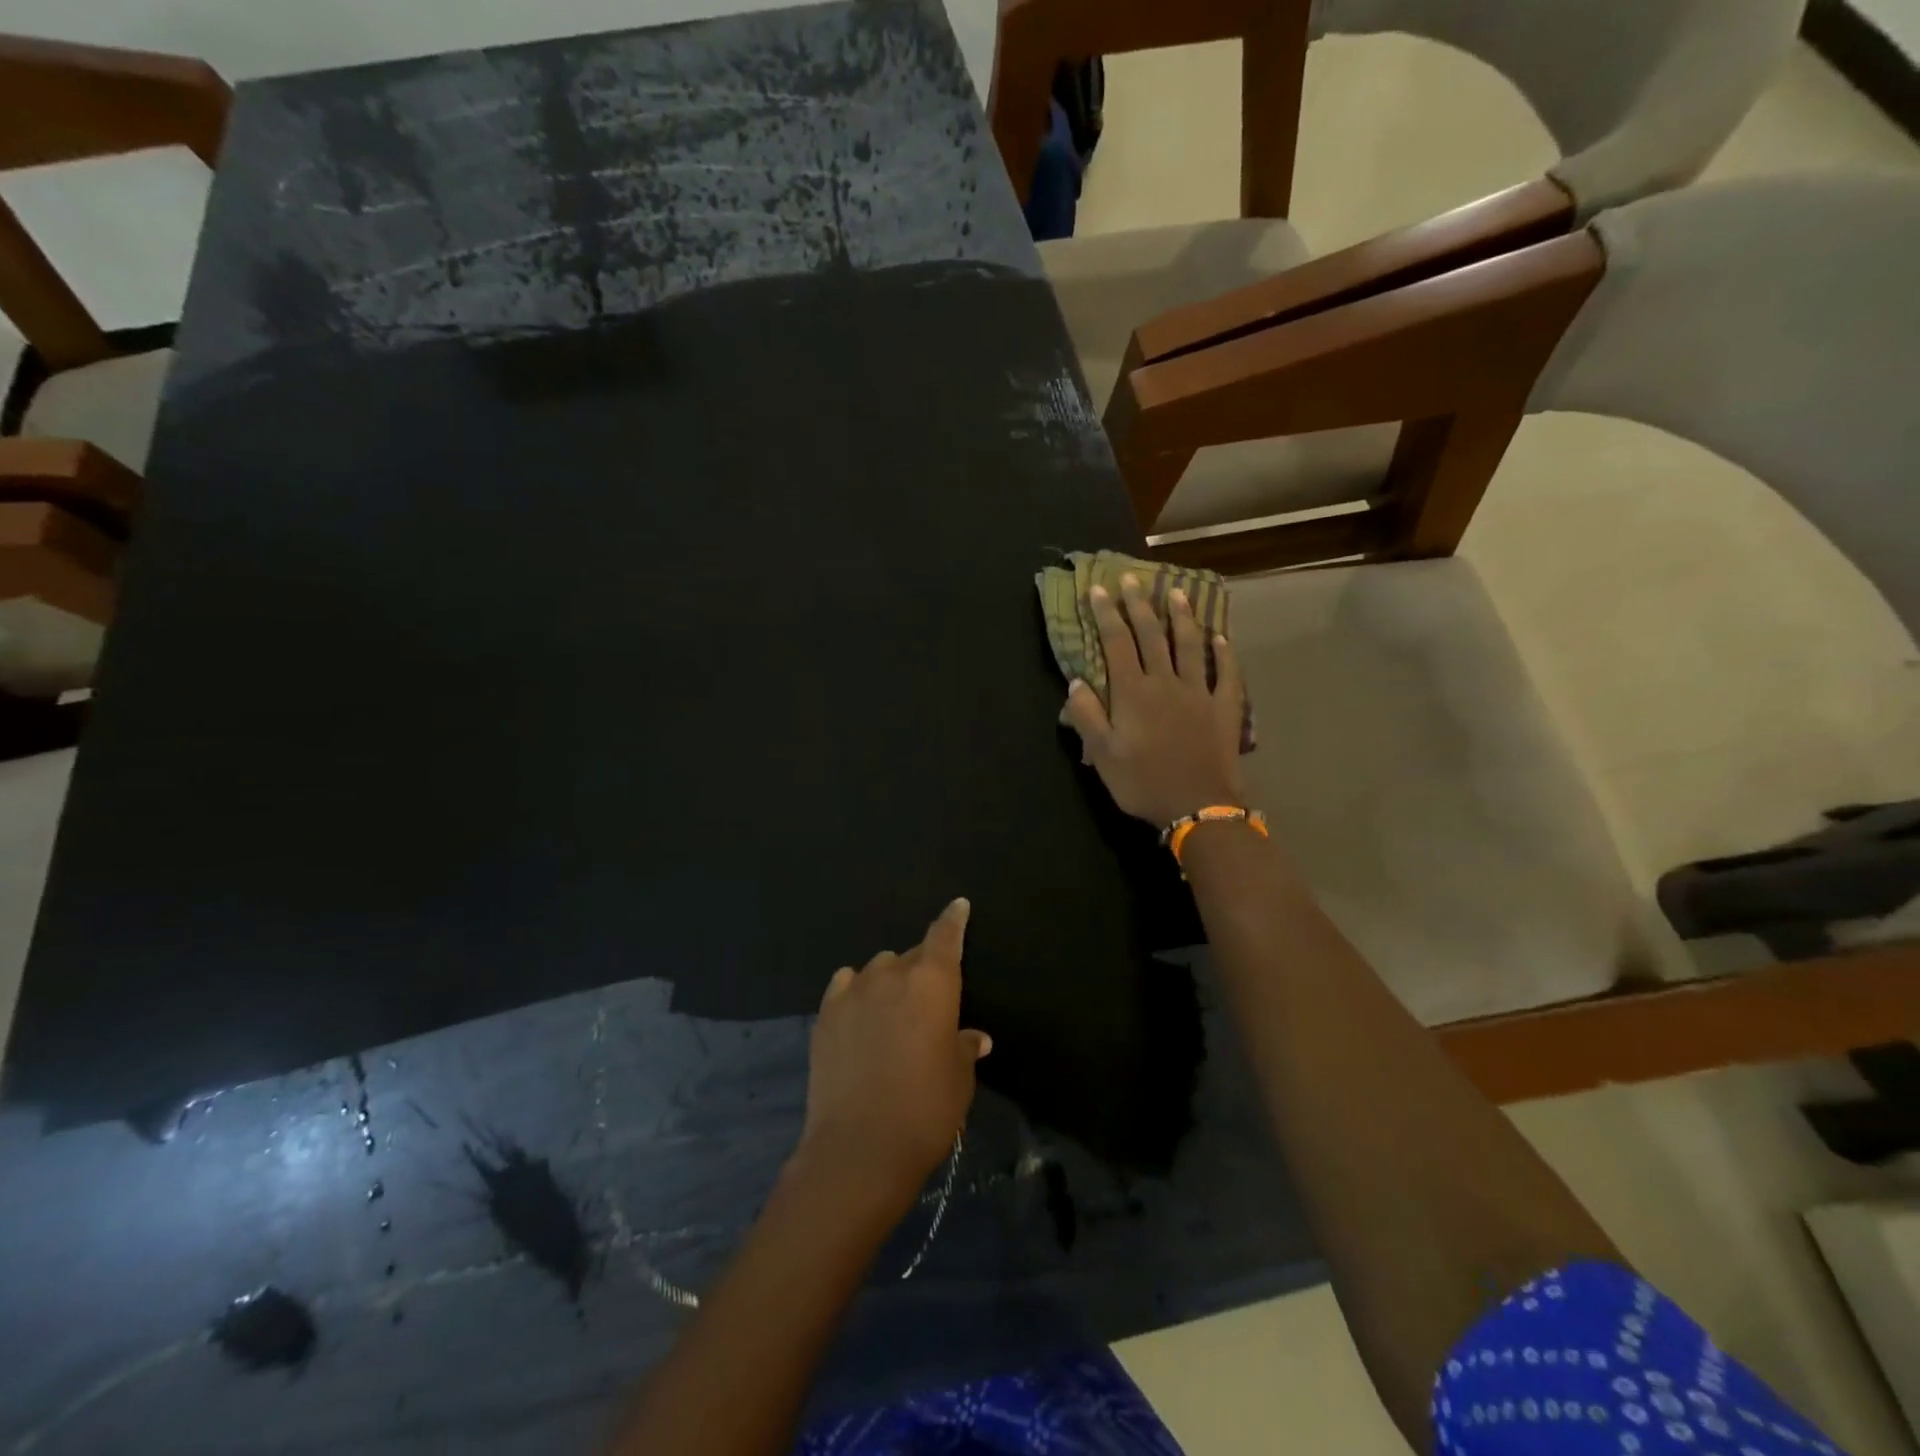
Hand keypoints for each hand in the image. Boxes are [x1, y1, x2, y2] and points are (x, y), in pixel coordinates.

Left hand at [797, 898, 990, 1211]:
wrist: (859, 1146)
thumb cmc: (925, 1109)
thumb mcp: (958, 1079)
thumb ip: (964, 1047)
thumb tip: (973, 1037)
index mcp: (933, 982)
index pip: (945, 935)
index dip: (953, 919)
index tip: (958, 905)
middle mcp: (892, 974)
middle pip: (911, 955)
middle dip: (922, 969)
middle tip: (927, 1000)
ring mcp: (853, 991)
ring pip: (877, 968)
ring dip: (888, 980)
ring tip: (891, 1011)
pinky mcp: (825, 1014)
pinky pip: (845, 985)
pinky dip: (856, 991)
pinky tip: (859, 1012)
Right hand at [1063, 575, 1245, 826]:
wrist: (1197, 805)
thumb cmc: (1143, 782)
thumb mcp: (1102, 754)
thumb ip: (1087, 715)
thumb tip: (1076, 681)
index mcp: (1132, 692)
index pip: (1116, 642)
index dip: (1106, 614)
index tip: (1098, 589)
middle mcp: (1165, 682)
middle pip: (1151, 635)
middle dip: (1139, 605)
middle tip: (1132, 580)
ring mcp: (1198, 692)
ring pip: (1189, 645)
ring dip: (1181, 617)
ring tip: (1175, 593)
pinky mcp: (1224, 707)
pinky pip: (1226, 673)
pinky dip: (1223, 652)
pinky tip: (1220, 637)